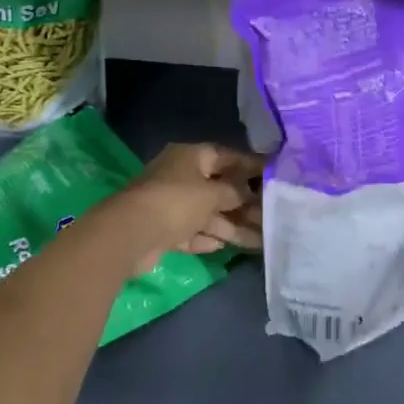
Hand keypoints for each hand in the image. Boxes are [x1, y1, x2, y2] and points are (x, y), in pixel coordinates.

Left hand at [114, 143, 264, 274]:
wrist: (131, 234)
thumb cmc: (176, 201)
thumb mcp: (212, 193)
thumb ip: (234, 192)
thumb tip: (249, 192)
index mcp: (191, 157)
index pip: (226, 156)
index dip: (250, 165)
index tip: (273, 174)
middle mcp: (181, 176)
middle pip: (218, 188)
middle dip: (244, 203)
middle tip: (271, 215)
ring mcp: (171, 204)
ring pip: (208, 214)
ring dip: (231, 226)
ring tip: (260, 240)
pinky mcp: (164, 231)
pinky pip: (193, 232)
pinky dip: (208, 238)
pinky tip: (225, 246)